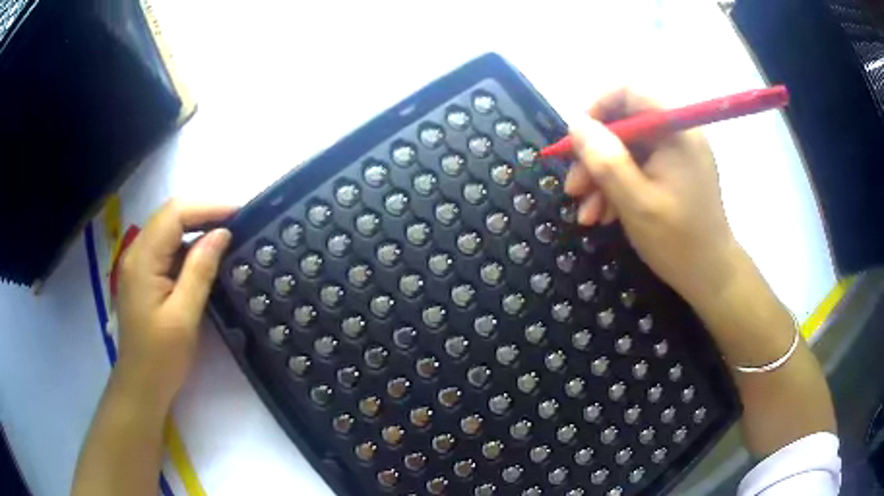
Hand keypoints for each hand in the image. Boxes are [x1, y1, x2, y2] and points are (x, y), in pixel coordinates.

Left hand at [116, 200, 233, 403]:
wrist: (141, 385)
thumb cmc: (161, 357)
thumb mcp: (183, 316)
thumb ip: (200, 270)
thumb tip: (222, 234)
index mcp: (143, 259)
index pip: (175, 214)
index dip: (208, 207)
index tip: (240, 213)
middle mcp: (137, 252)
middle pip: (171, 216)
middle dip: (205, 213)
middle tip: (238, 222)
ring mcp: (139, 263)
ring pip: (170, 230)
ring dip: (198, 228)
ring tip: (228, 235)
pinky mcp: (145, 275)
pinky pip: (168, 248)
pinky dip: (189, 246)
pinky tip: (207, 256)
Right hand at [564, 88, 739, 304]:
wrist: (710, 276)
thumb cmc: (678, 241)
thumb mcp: (636, 203)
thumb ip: (605, 160)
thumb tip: (576, 124)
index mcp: (675, 130)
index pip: (629, 92)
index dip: (597, 107)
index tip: (576, 140)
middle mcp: (676, 133)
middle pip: (623, 123)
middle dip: (594, 155)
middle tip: (573, 188)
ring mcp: (675, 153)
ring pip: (625, 148)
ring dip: (601, 177)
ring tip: (587, 214)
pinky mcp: (672, 172)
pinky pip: (637, 167)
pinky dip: (617, 187)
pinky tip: (604, 215)